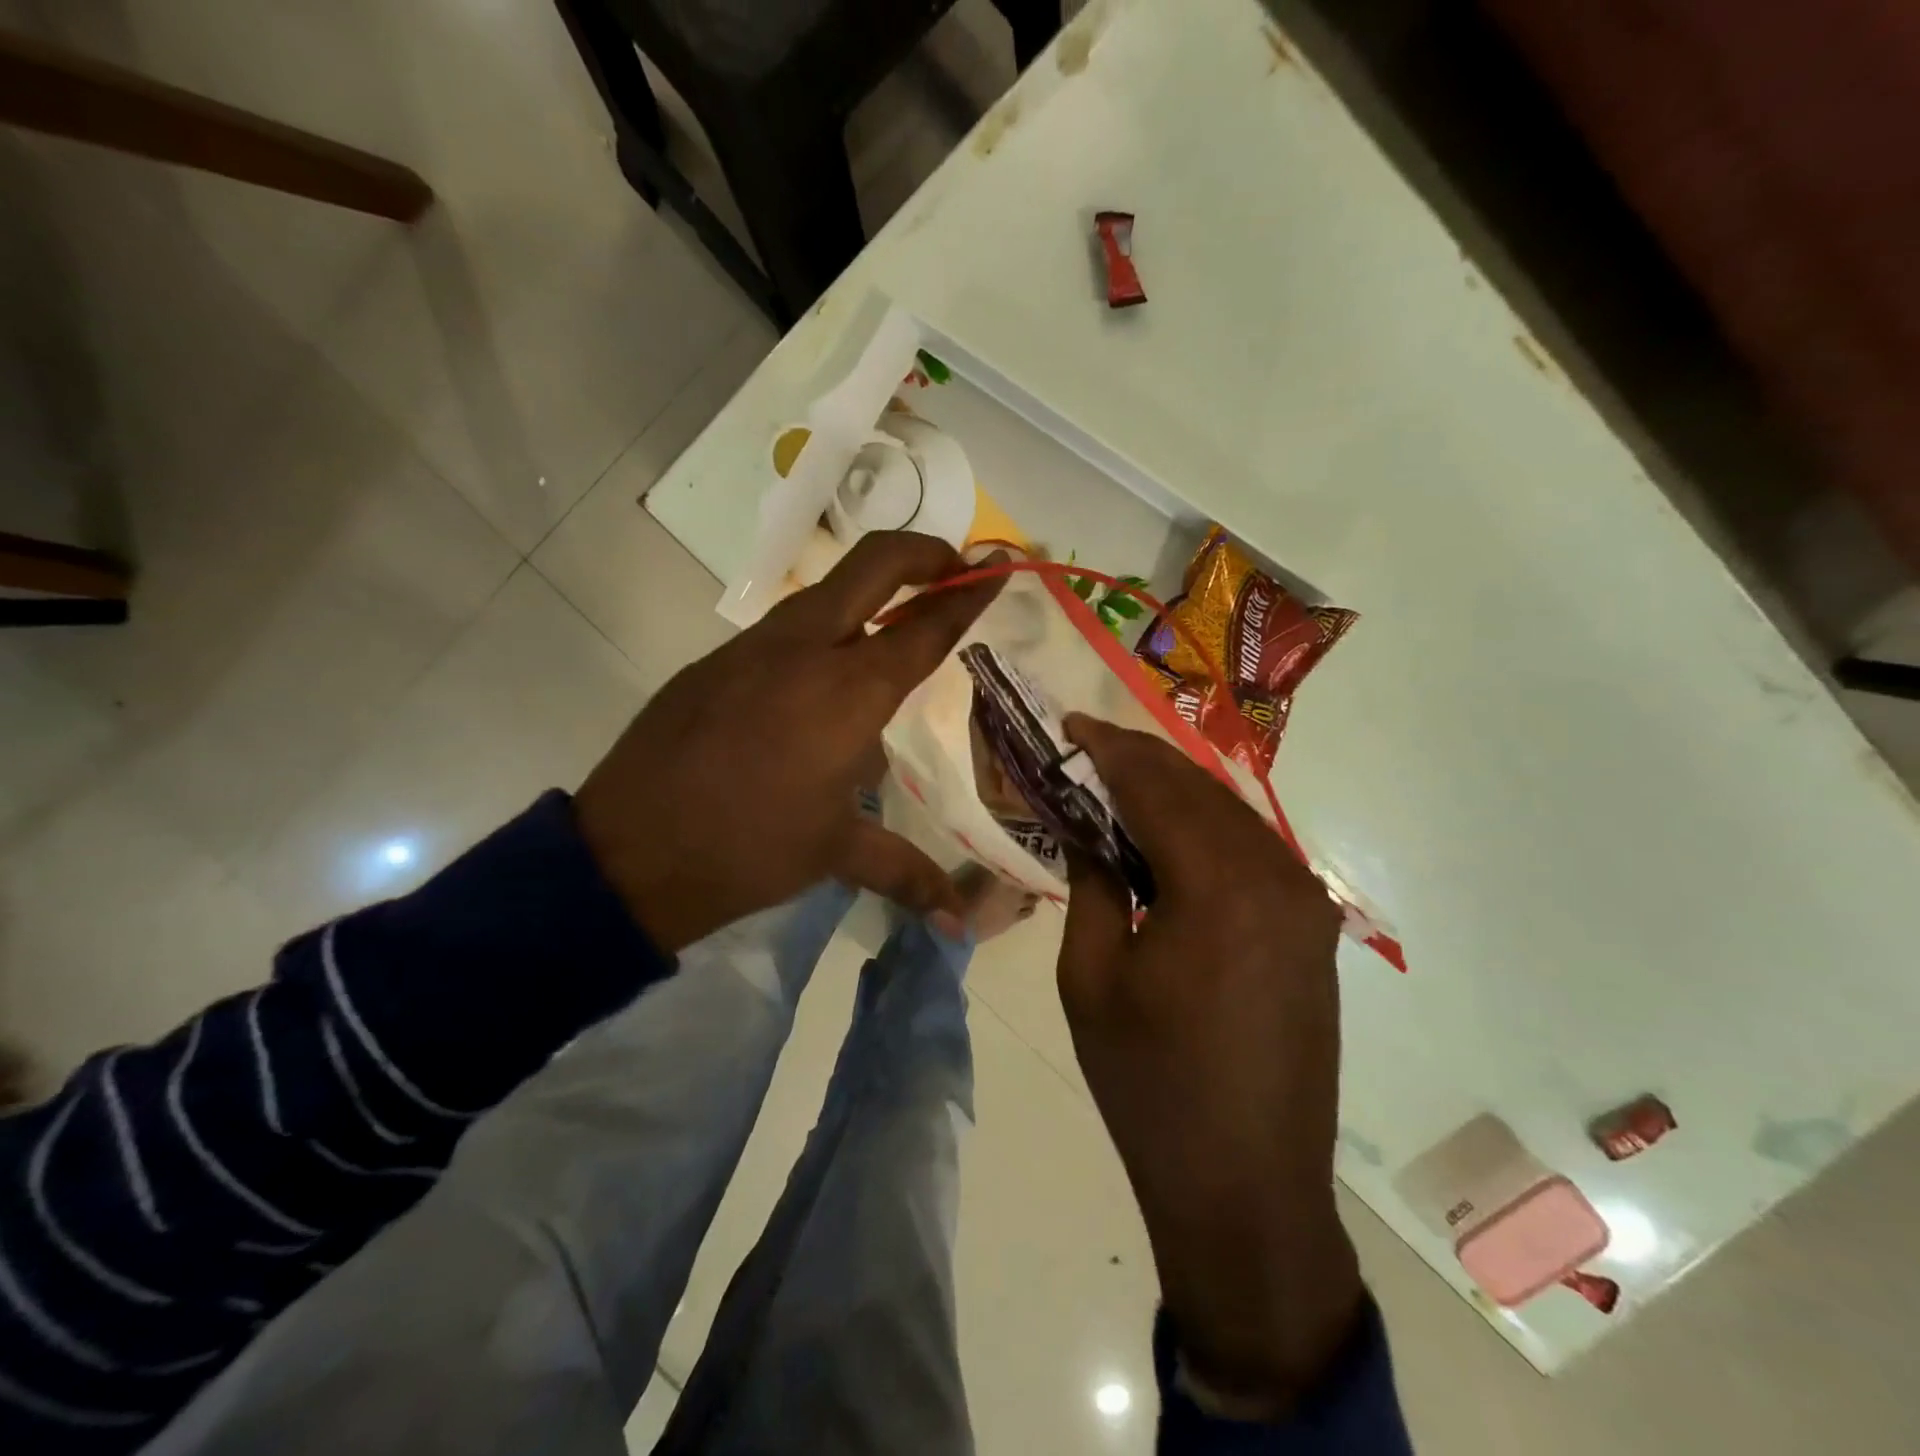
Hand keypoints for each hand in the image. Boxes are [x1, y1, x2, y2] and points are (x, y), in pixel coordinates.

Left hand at [575, 532, 1002, 952]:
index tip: (1000, 568)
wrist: (628, 854)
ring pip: (825, 590)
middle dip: (924, 553)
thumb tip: (957, 921)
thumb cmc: (748, 852)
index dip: (969, 593)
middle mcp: (805, 651)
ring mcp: (753, 647)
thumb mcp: (834, 854)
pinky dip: (823, 632)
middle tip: (955, 569)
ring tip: (895, 629)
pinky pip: (784, 628)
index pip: (925, 626)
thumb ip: (906, 872)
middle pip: (873, 564)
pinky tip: (821, 681)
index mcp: (848, 693)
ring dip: (870, 591)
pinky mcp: (715, 660)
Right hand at [1057, 715, 1362, 1413]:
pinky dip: (1202, 829)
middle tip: (1085, 746)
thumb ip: (1093, 884)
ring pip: (1229, 814)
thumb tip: (1090, 829)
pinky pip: (1250, 851)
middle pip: (1199, 789)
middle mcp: (1277, 878)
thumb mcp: (1092, 978)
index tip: (1068, 725)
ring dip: (1172, 792)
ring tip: (1115, 784)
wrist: (1247, 1189)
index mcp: (1220, 888)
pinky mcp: (1311, 929)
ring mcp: (1304, 903)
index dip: (1108, 749)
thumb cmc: (1150, 1085)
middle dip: (1138, 760)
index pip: (1157, 786)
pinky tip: (1165, 836)